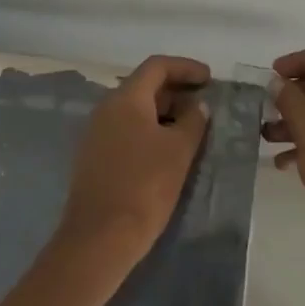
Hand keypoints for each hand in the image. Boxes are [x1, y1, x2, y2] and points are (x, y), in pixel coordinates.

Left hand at [57, 55, 210, 264]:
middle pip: (145, 86)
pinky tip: (168, 150)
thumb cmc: (144, 186)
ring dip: (165, 112)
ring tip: (191, 128)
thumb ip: (193, 121)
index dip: (186, 67)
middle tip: (204, 104)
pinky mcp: (95, 157)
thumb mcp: (178, 151)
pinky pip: (126, 130)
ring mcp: (97, 133)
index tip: (209, 78)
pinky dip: (150, 130)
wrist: (99, 239)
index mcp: (126, 98)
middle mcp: (106, 108)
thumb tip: (198, 105)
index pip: (157, 66)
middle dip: (176, 90)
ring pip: (135, 110)